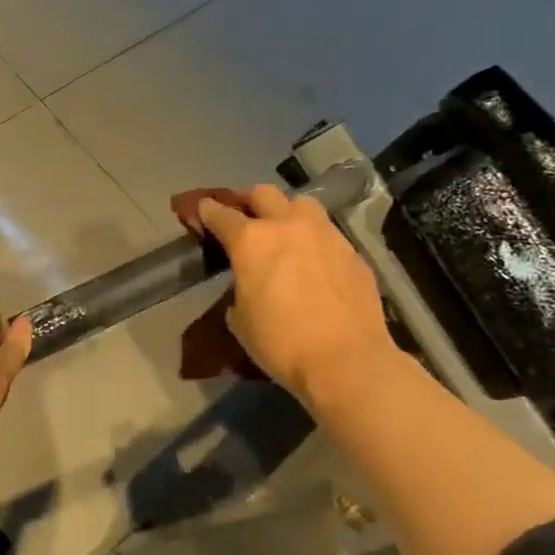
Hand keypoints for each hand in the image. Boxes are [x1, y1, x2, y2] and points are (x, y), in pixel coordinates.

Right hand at [196, 185, 398, 413]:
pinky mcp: (352, 252)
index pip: (220, 214)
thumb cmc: (281, 343)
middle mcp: (287, 226)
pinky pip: (327, 233)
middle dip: (249, 202)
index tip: (202, 210)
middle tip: (245, 219)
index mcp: (251, 241)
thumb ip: (239, 288)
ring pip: (302, 204)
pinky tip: (314, 262)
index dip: (207, 211)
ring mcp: (325, 234)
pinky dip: (314, 240)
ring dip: (287, 212)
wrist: (346, 361)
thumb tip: (248, 284)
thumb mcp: (240, 319)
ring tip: (284, 233)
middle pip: (263, 193)